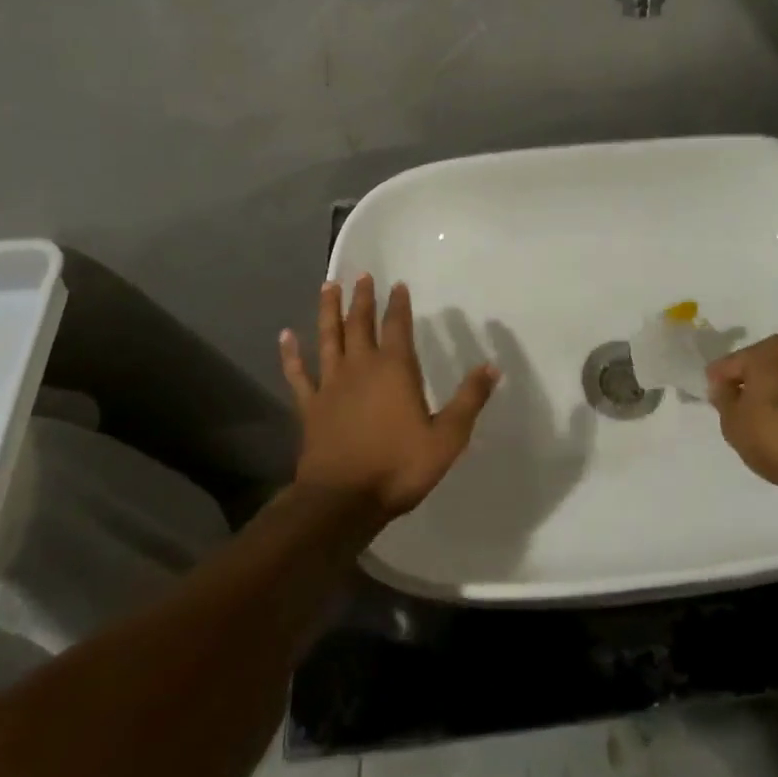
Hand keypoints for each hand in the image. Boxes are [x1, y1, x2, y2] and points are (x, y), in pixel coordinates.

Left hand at [281, 277, 497, 520]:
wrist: (342, 501)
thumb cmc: (398, 466)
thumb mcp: (447, 437)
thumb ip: (469, 399)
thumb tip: (492, 366)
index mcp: (395, 369)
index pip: (397, 325)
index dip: (398, 304)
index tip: (397, 284)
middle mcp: (361, 367)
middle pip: (360, 323)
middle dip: (361, 298)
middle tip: (361, 274)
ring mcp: (331, 385)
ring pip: (328, 338)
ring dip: (328, 311)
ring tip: (328, 286)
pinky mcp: (310, 407)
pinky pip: (298, 374)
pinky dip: (291, 354)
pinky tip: (285, 336)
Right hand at [707, 335, 777, 505]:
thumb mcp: (734, 422)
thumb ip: (723, 400)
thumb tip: (725, 387)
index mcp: (769, 349)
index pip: (731, 363)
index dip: (718, 384)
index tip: (715, 404)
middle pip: (762, 369)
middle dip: (750, 388)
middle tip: (739, 416)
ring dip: (776, 400)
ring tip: (767, 430)